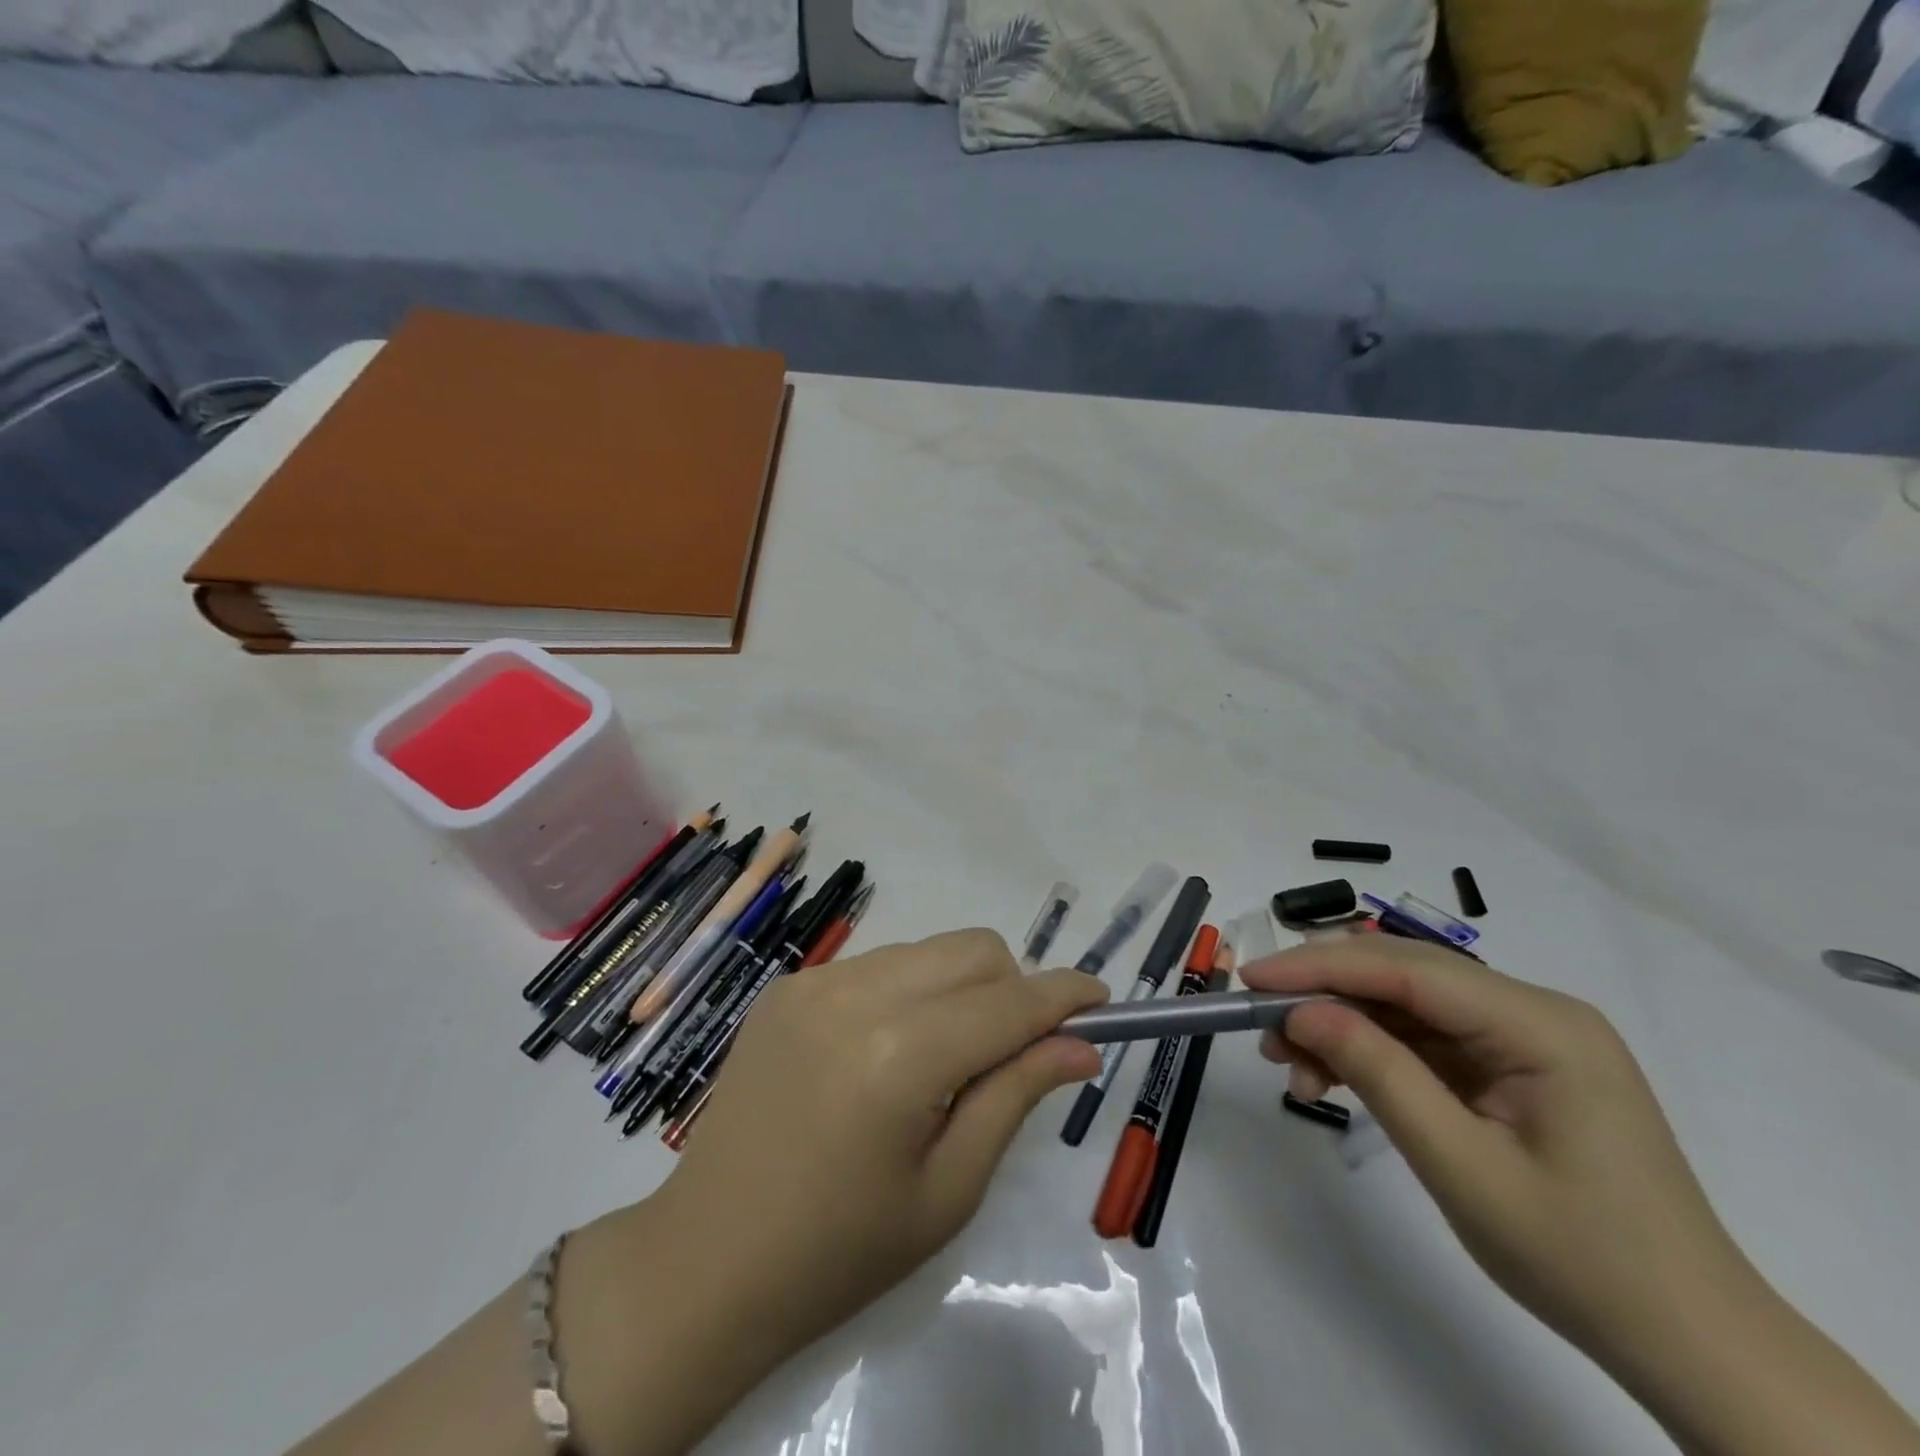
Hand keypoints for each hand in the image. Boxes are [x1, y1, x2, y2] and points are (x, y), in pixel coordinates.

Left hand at [654, 929, 1106, 1356]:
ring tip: (944, 1059)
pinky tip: (886, 1052)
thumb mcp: (948, 1189)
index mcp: (900, 1056)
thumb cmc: (839, 1251)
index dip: (1064, 996)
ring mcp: (815, 982)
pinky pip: (878, 964)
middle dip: (1013, 987)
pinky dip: (909, 992)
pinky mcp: (788, 985)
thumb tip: (1080, 1045)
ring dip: (960, 988)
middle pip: (973, 950)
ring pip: (927, 951)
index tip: (1101, 1000)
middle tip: (1014, 1050)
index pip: (1009, 1002)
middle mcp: (857, 995)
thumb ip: (1015, 1097)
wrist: (705, 1260)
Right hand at [1243, 933, 1746, 1364]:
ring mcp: (1526, 1038)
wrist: (1691, 1344)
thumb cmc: (1582, 1259)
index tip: (1252, 979)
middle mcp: (1535, 1012)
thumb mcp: (1461, 1167)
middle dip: (1325, 993)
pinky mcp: (1512, 1066)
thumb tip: (1303, 1011)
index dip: (1320, 966)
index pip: (1408, 968)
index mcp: (1542, 1024)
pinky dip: (1373, 1052)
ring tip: (1293, 1066)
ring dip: (1343, 1025)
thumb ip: (1379, 1075)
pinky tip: (1333, 1078)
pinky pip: (1426, 1039)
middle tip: (1263, 1026)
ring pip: (1407, 1004)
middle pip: (1404, 974)